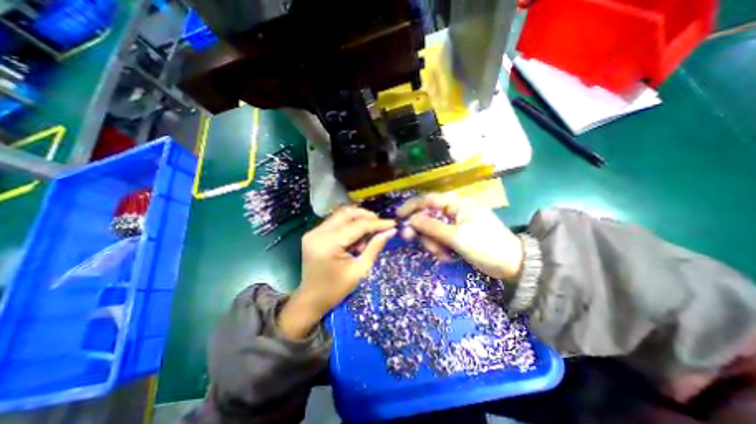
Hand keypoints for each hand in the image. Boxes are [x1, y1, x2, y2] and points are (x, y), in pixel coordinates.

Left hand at [277, 205, 396, 336]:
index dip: (377, 223)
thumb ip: (375, 247)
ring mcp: (314, 231)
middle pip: (347, 213)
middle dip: (367, 217)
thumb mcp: (360, 270)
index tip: (393, 223)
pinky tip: (356, 238)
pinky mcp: (314, 233)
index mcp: (328, 244)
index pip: (357, 226)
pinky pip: (336, 221)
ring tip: (368, 236)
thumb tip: (391, 231)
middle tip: (381, 226)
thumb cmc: (336, 290)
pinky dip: (350, 225)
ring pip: (342, 215)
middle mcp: (318, 232)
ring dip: (359, 220)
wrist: (311, 299)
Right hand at [396, 194, 525, 279]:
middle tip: (410, 239)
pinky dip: (441, 249)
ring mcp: (455, 225)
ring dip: (433, 243)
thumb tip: (411, 219)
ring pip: (433, 230)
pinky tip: (449, 258)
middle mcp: (454, 212)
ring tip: (443, 255)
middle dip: (422, 230)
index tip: (398, 216)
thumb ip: (432, 227)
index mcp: (457, 205)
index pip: (429, 200)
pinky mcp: (456, 237)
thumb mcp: (457, 237)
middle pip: (428, 216)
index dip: (412, 206)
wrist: (511, 266)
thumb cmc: (485, 247)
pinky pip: (440, 240)